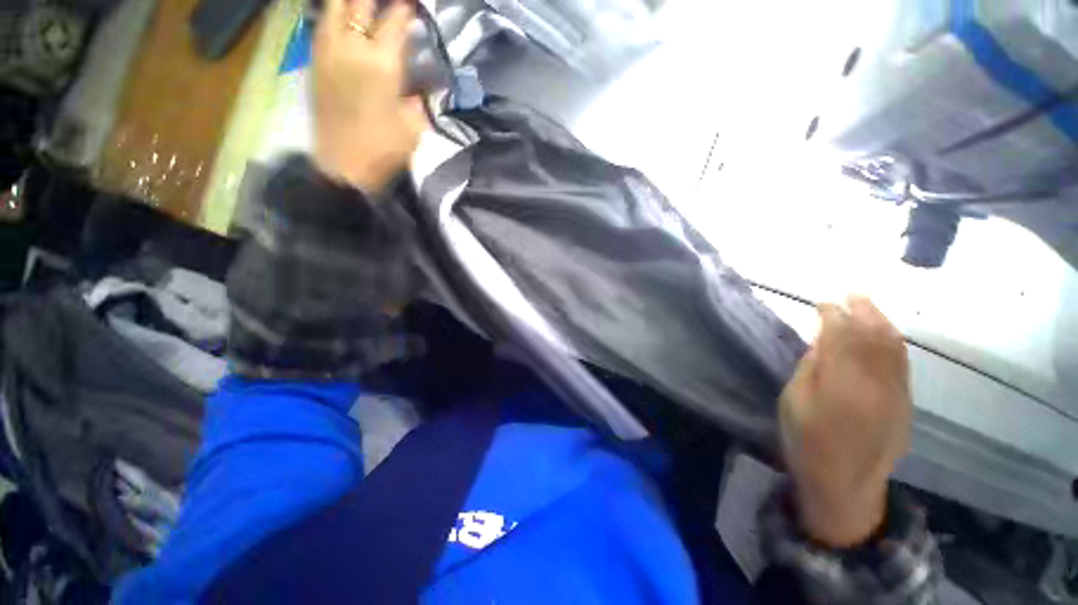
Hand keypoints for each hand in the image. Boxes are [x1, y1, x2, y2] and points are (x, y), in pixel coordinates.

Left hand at [312, 0, 426, 191]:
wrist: (344, 166)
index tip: (415, 6)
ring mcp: (328, 50)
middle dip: (379, 1)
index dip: (408, 7)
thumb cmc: (385, 149)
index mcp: (382, 63)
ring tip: (366, 12)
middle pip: (360, 1)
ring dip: (353, 4)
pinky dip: (336, 14)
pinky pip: (324, 22)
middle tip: (391, 8)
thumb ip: (419, 95)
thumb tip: (423, 79)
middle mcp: (352, 46)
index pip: (397, 18)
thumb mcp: (415, 126)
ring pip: (335, 5)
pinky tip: (347, 20)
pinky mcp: (316, 60)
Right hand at [779, 295, 911, 546]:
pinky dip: (892, 341)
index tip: (820, 303)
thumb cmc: (807, 442)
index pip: (842, 335)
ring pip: (895, 346)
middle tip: (850, 293)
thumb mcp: (793, 402)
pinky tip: (883, 334)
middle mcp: (877, 382)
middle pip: (875, 335)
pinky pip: (902, 362)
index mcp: (843, 383)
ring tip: (868, 305)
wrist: (845, 485)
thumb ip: (809, 368)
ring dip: (882, 321)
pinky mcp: (905, 402)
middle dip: (863, 309)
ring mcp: (896, 392)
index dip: (832, 314)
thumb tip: (822, 342)